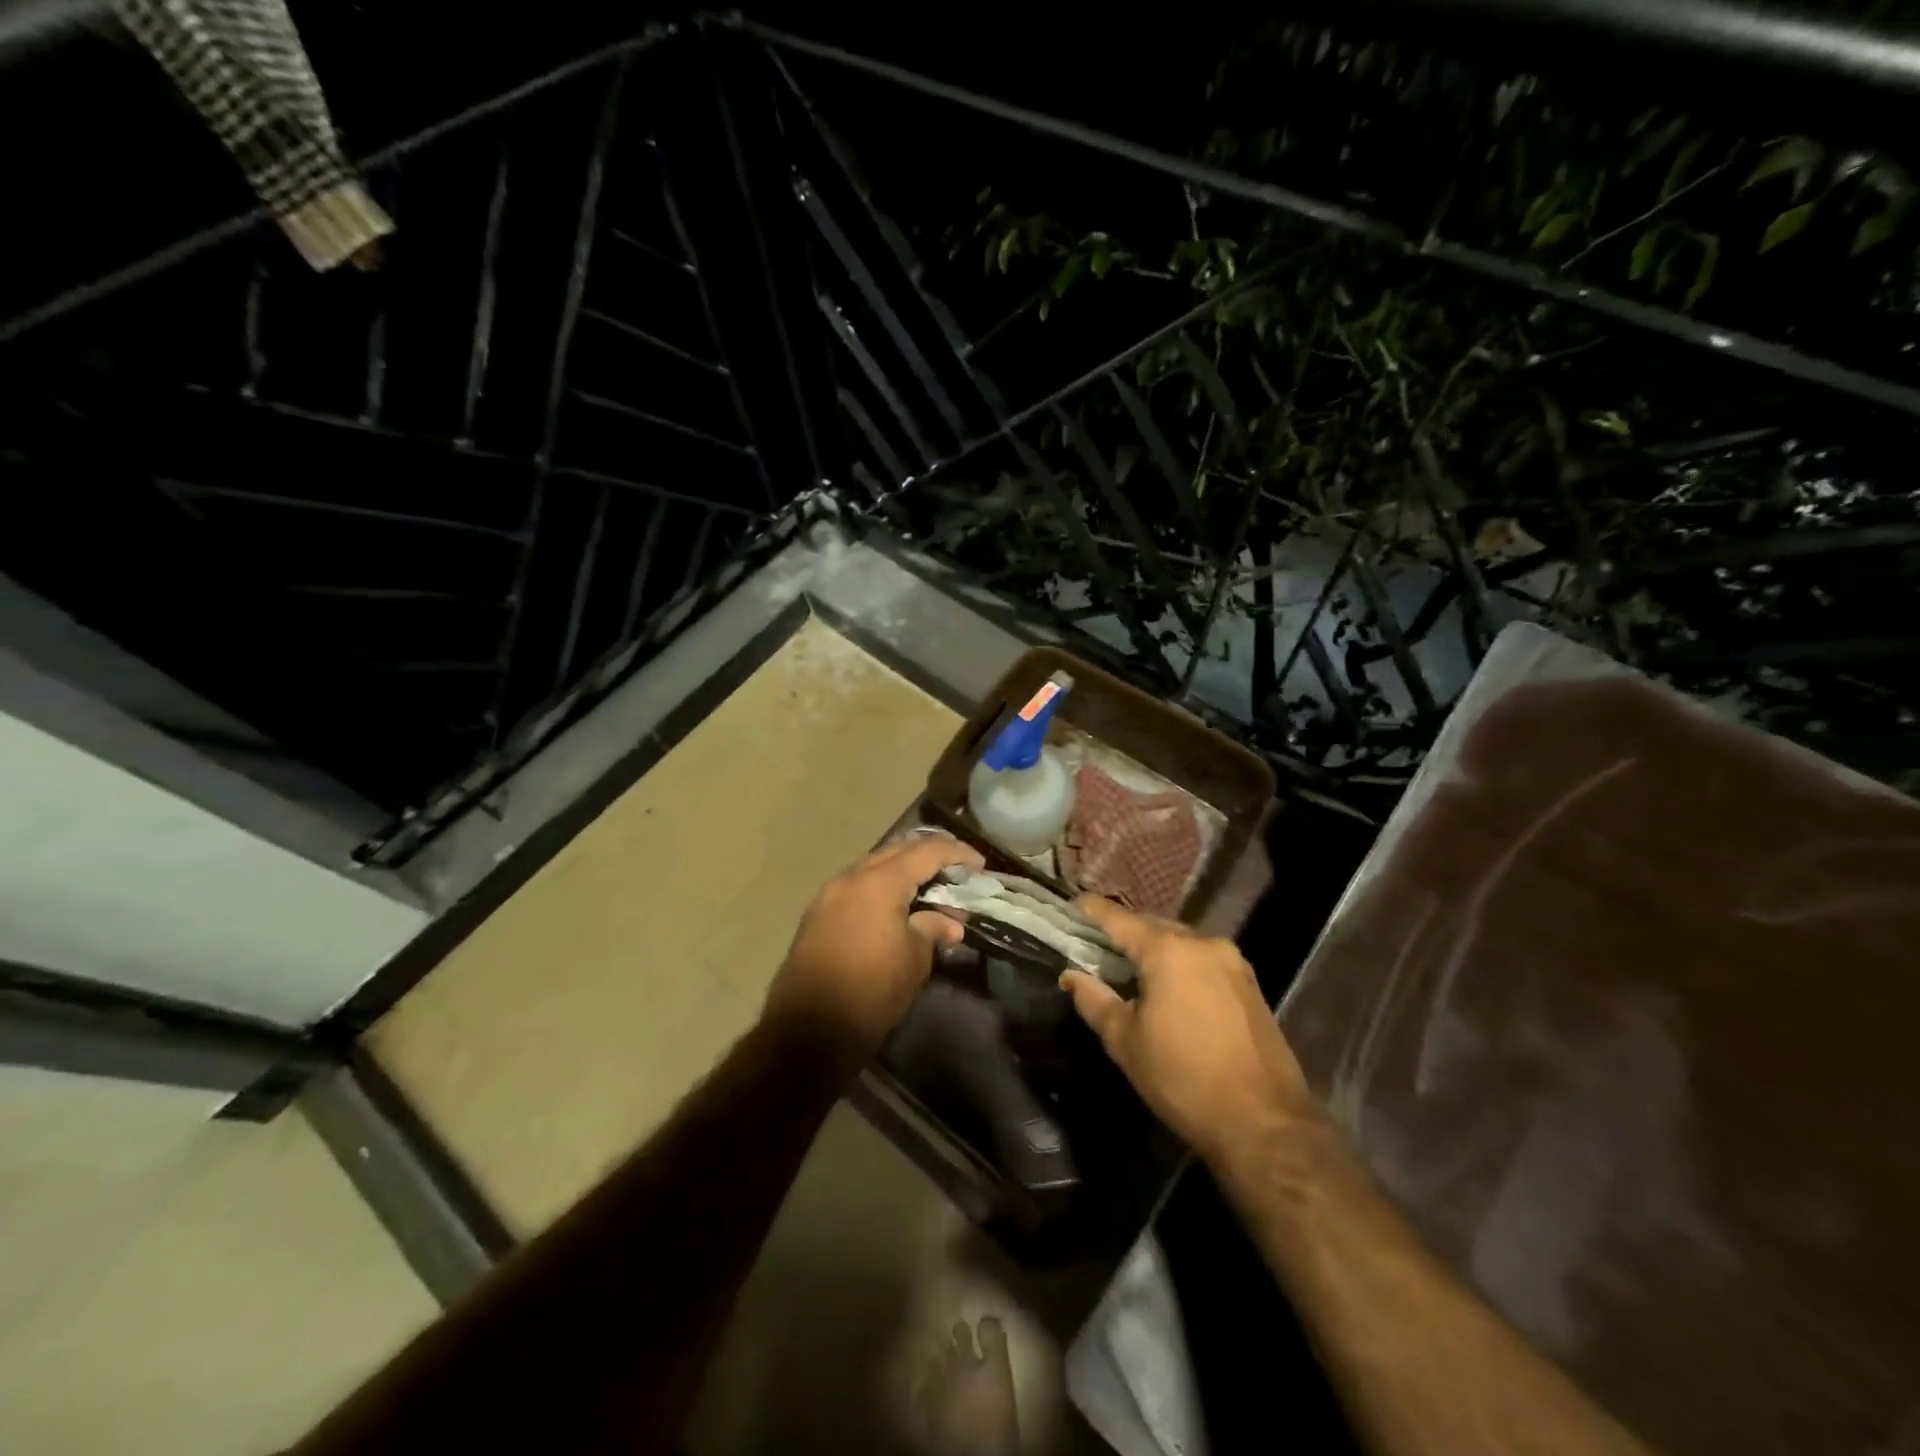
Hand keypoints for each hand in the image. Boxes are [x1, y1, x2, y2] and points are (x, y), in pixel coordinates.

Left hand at [767, 833, 984, 1063]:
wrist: (810, 1029)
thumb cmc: (872, 990)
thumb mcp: (914, 959)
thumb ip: (932, 929)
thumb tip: (949, 922)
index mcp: (879, 883)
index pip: (925, 852)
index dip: (956, 853)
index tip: (979, 864)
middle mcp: (851, 878)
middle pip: (897, 851)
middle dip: (929, 856)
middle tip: (957, 870)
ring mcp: (829, 894)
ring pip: (874, 867)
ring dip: (903, 872)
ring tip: (930, 890)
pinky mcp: (817, 915)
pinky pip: (857, 887)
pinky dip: (882, 888)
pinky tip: (898, 907)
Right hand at [1060, 897, 1311, 1166]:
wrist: (1264, 1124)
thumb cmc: (1182, 1079)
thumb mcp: (1126, 1042)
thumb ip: (1094, 1000)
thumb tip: (1071, 975)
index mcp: (1168, 951)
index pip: (1119, 919)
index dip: (1092, 910)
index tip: (1073, 906)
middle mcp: (1203, 943)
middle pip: (1152, 925)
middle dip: (1124, 932)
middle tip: (1096, 945)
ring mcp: (1232, 962)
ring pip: (1181, 942)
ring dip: (1154, 949)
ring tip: (1129, 968)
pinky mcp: (1250, 984)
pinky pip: (1203, 960)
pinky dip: (1180, 964)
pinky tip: (1168, 988)